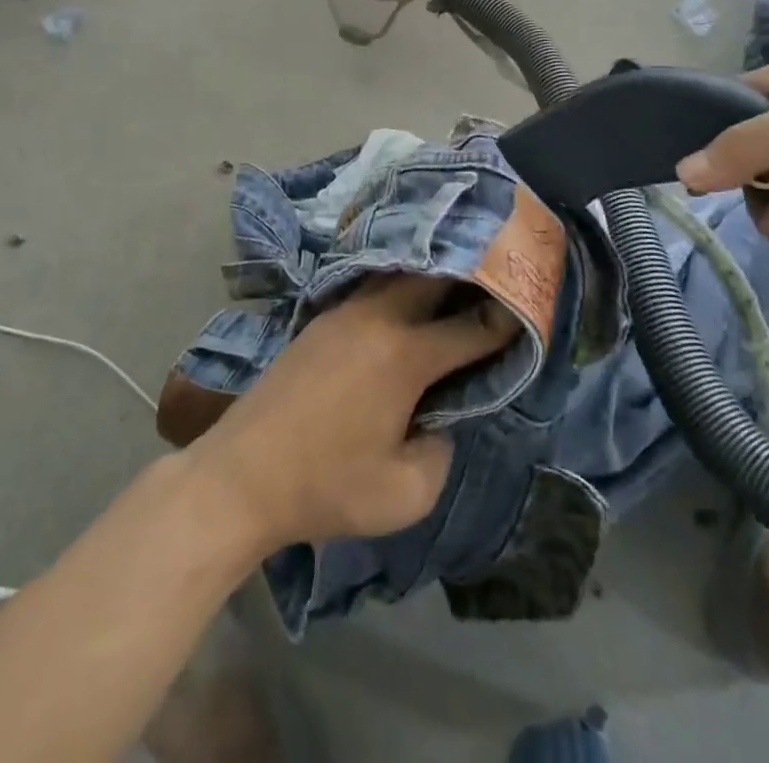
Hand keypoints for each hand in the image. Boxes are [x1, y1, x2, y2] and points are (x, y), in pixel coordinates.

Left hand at [188, 275, 516, 553]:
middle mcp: (379, 318)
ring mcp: (345, 312)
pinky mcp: (321, 319)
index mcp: (406, 355)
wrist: (241, 476)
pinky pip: (371, 286)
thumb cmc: (326, 487)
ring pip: (399, 274)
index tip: (527, 312)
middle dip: (469, 274)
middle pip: (435, 276)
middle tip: (494, 277)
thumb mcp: (405, 494)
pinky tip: (405, 296)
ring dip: (430, 273)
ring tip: (455, 276)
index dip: (504, 322)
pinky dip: (398, 284)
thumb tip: (439, 418)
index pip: (470, 329)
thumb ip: (441, 450)